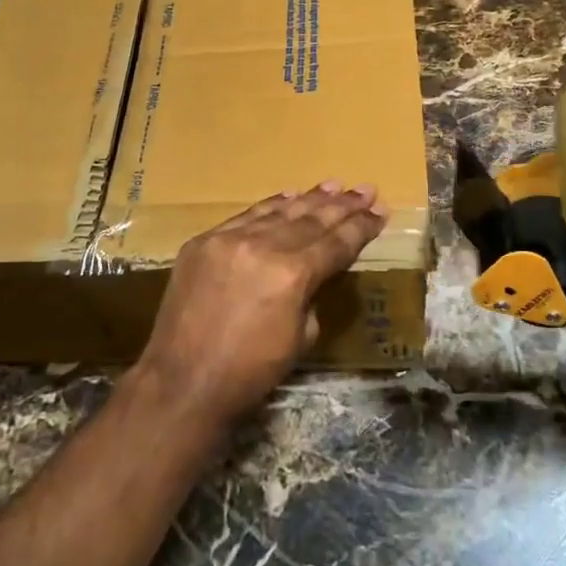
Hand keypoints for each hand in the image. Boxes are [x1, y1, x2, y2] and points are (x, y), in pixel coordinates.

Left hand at [133, 182, 387, 427]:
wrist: (183, 381)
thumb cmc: (250, 372)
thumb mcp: (301, 338)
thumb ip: (313, 294)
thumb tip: (314, 271)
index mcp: (293, 274)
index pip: (336, 243)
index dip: (361, 227)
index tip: (381, 211)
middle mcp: (263, 246)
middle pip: (311, 219)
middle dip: (342, 205)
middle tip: (365, 189)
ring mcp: (229, 238)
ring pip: (278, 211)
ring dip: (309, 199)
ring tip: (333, 185)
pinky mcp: (203, 241)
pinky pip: (245, 216)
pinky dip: (270, 206)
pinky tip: (288, 197)